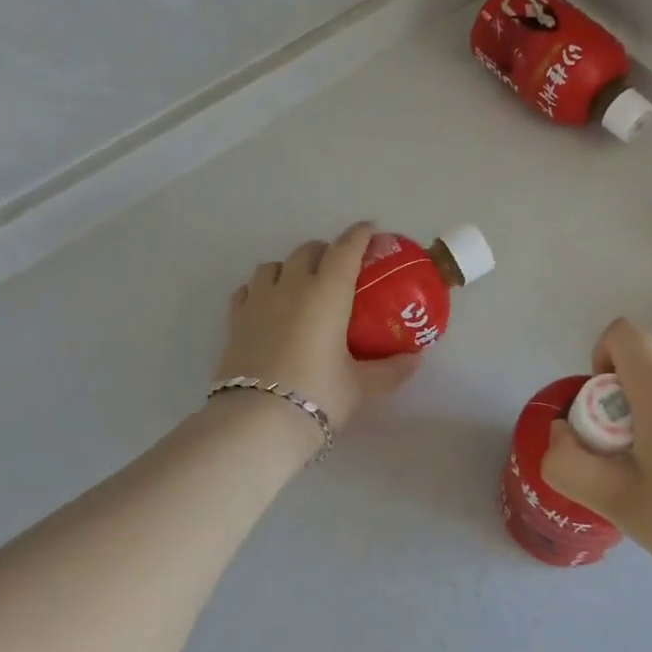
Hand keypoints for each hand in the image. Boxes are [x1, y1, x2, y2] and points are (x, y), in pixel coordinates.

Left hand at [215, 222, 422, 435]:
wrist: (256, 422)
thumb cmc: (317, 396)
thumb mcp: (361, 386)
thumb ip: (391, 370)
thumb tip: (416, 360)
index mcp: (327, 293)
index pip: (346, 249)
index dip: (360, 234)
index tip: (371, 230)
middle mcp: (292, 287)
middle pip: (308, 251)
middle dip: (327, 251)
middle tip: (341, 268)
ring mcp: (258, 301)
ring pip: (273, 266)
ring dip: (290, 267)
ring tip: (301, 286)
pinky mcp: (235, 320)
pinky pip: (248, 290)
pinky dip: (261, 289)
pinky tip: (268, 305)